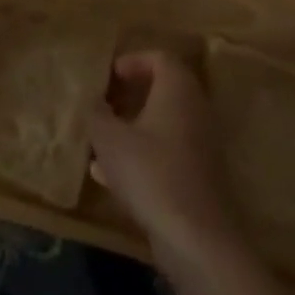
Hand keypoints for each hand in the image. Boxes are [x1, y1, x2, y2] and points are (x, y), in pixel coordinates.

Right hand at [89, 51, 241, 267]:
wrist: (196, 236)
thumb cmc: (150, 173)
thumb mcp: (110, 140)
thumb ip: (97, 114)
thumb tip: (92, 101)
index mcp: (177, 89)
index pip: (159, 58)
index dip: (132, 61)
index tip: (109, 75)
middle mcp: (195, 108)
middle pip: (164, 89)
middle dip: (131, 95)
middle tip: (105, 104)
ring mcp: (201, 143)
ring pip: (164, 123)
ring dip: (134, 127)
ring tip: (102, 140)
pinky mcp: (200, 175)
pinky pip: (167, 152)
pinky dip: (143, 154)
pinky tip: (112, 176)